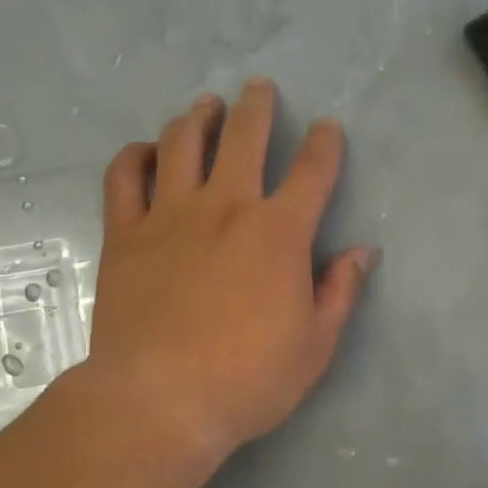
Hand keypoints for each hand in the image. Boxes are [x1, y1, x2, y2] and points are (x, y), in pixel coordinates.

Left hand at [87, 79, 374, 464]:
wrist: (159, 400)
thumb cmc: (247, 379)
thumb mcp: (315, 345)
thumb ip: (340, 291)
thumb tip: (362, 251)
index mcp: (278, 232)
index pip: (312, 171)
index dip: (325, 143)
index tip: (328, 127)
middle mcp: (225, 206)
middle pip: (243, 136)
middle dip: (256, 105)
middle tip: (258, 87)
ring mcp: (170, 215)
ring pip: (182, 143)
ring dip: (197, 117)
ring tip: (204, 106)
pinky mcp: (126, 233)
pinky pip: (124, 177)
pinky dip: (135, 156)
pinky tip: (145, 152)